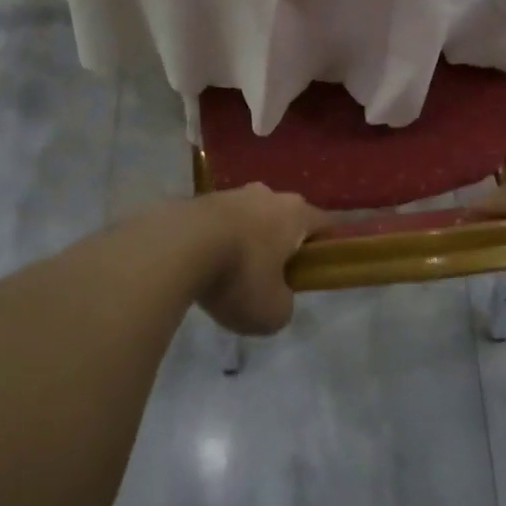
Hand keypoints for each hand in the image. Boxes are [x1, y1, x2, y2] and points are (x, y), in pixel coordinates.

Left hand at [186, 185, 322, 336]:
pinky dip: (218, 241)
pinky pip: (220, 224)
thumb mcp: (272, 312)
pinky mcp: (200, 200)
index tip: (321, 267)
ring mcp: (232, 193)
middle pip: (285, 218)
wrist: (177, 247)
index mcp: (296, 214)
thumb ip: (284, 305)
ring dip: (247, 241)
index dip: (327, 246)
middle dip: (281, 244)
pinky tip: (205, 267)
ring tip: (231, 275)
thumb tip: (276, 296)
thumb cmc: (239, 275)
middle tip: (272, 276)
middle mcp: (268, 195)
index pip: (325, 224)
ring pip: (250, 219)